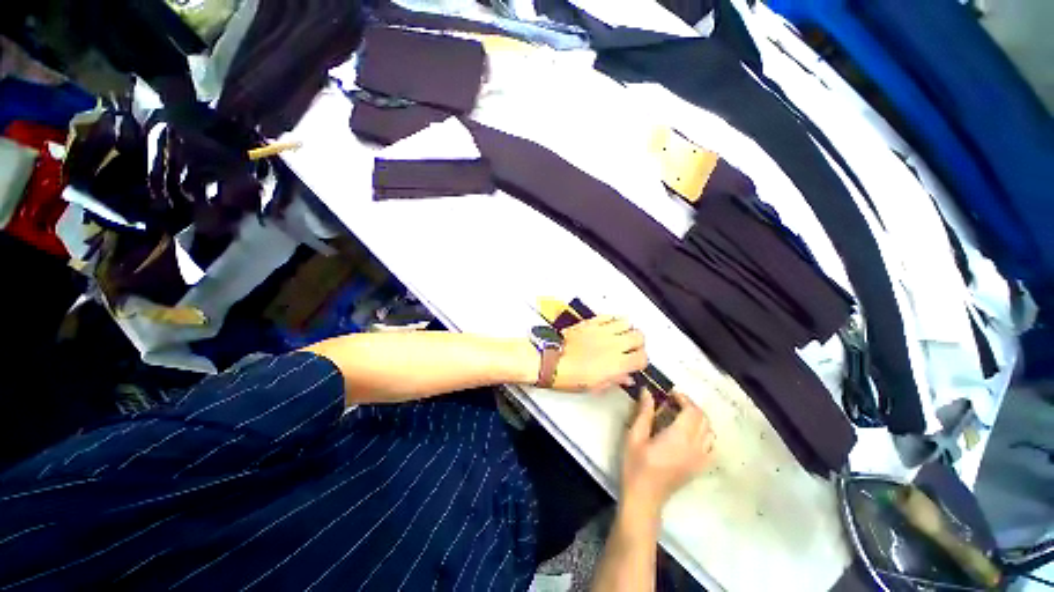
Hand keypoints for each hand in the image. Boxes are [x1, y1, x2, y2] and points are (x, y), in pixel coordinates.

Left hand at [553, 316, 647, 392]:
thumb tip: (625, 378)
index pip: (643, 357)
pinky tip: (609, 326)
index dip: (641, 361)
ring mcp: (602, 331)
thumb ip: (615, 379)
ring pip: (626, 322)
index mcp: (617, 363)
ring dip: (627, 329)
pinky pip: (609, 316)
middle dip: (638, 343)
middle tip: (631, 348)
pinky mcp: (591, 322)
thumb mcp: (596, 386)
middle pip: (639, 336)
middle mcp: (613, 344)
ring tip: (621, 336)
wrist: (552, 361)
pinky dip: (612, 320)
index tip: (635, 363)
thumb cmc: (570, 375)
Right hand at [620, 391, 714, 520]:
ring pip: (710, 432)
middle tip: (673, 401)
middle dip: (691, 406)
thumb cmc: (636, 465)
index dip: (684, 399)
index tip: (670, 393)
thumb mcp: (635, 435)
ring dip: (698, 418)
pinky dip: (705, 434)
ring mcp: (700, 459)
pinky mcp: (700, 467)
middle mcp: (695, 447)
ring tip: (681, 414)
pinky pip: (711, 446)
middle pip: (703, 419)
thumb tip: (648, 391)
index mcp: (678, 438)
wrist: (644, 497)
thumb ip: (644, 412)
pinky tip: (691, 433)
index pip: (692, 412)